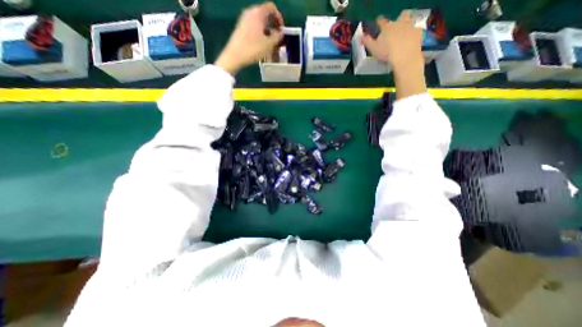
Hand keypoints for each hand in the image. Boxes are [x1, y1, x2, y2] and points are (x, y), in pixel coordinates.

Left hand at [216, 2, 283, 73]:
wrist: (235, 55)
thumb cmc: (253, 49)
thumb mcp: (268, 44)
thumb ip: (277, 37)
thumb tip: (280, 33)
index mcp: (258, 13)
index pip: (271, 7)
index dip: (279, 17)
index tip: (281, 29)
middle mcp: (250, 12)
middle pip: (265, 13)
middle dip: (273, 23)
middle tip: (277, 36)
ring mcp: (244, 19)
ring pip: (259, 20)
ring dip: (266, 28)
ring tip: (270, 41)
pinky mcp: (240, 26)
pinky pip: (253, 25)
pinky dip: (260, 30)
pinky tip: (261, 42)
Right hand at [363, 12, 423, 71]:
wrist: (405, 56)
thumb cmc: (387, 53)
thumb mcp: (373, 49)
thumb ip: (367, 42)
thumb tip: (361, 36)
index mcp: (387, 27)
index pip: (381, 21)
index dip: (379, 21)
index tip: (378, 22)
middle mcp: (400, 22)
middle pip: (401, 15)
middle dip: (400, 18)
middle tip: (397, 25)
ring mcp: (411, 25)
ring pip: (411, 19)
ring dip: (409, 22)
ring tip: (406, 30)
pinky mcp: (419, 31)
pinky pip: (418, 27)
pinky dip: (416, 30)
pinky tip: (413, 36)